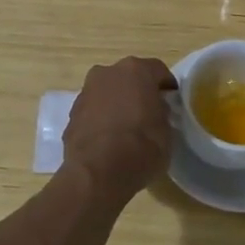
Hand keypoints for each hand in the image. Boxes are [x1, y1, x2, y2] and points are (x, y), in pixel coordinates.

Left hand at [63, 57, 176, 195]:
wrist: (97, 173)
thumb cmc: (141, 147)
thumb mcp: (167, 131)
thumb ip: (162, 112)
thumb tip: (156, 110)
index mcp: (136, 70)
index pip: (158, 70)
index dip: (167, 86)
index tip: (172, 102)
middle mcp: (107, 73)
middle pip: (129, 78)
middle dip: (139, 92)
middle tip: (149, 113)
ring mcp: (86, 92)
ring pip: (108, 93)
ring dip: (117, 104)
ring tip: (127, 129)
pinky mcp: (71, 114)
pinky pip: (93, 111)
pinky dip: (101, 120)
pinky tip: (109, 140)